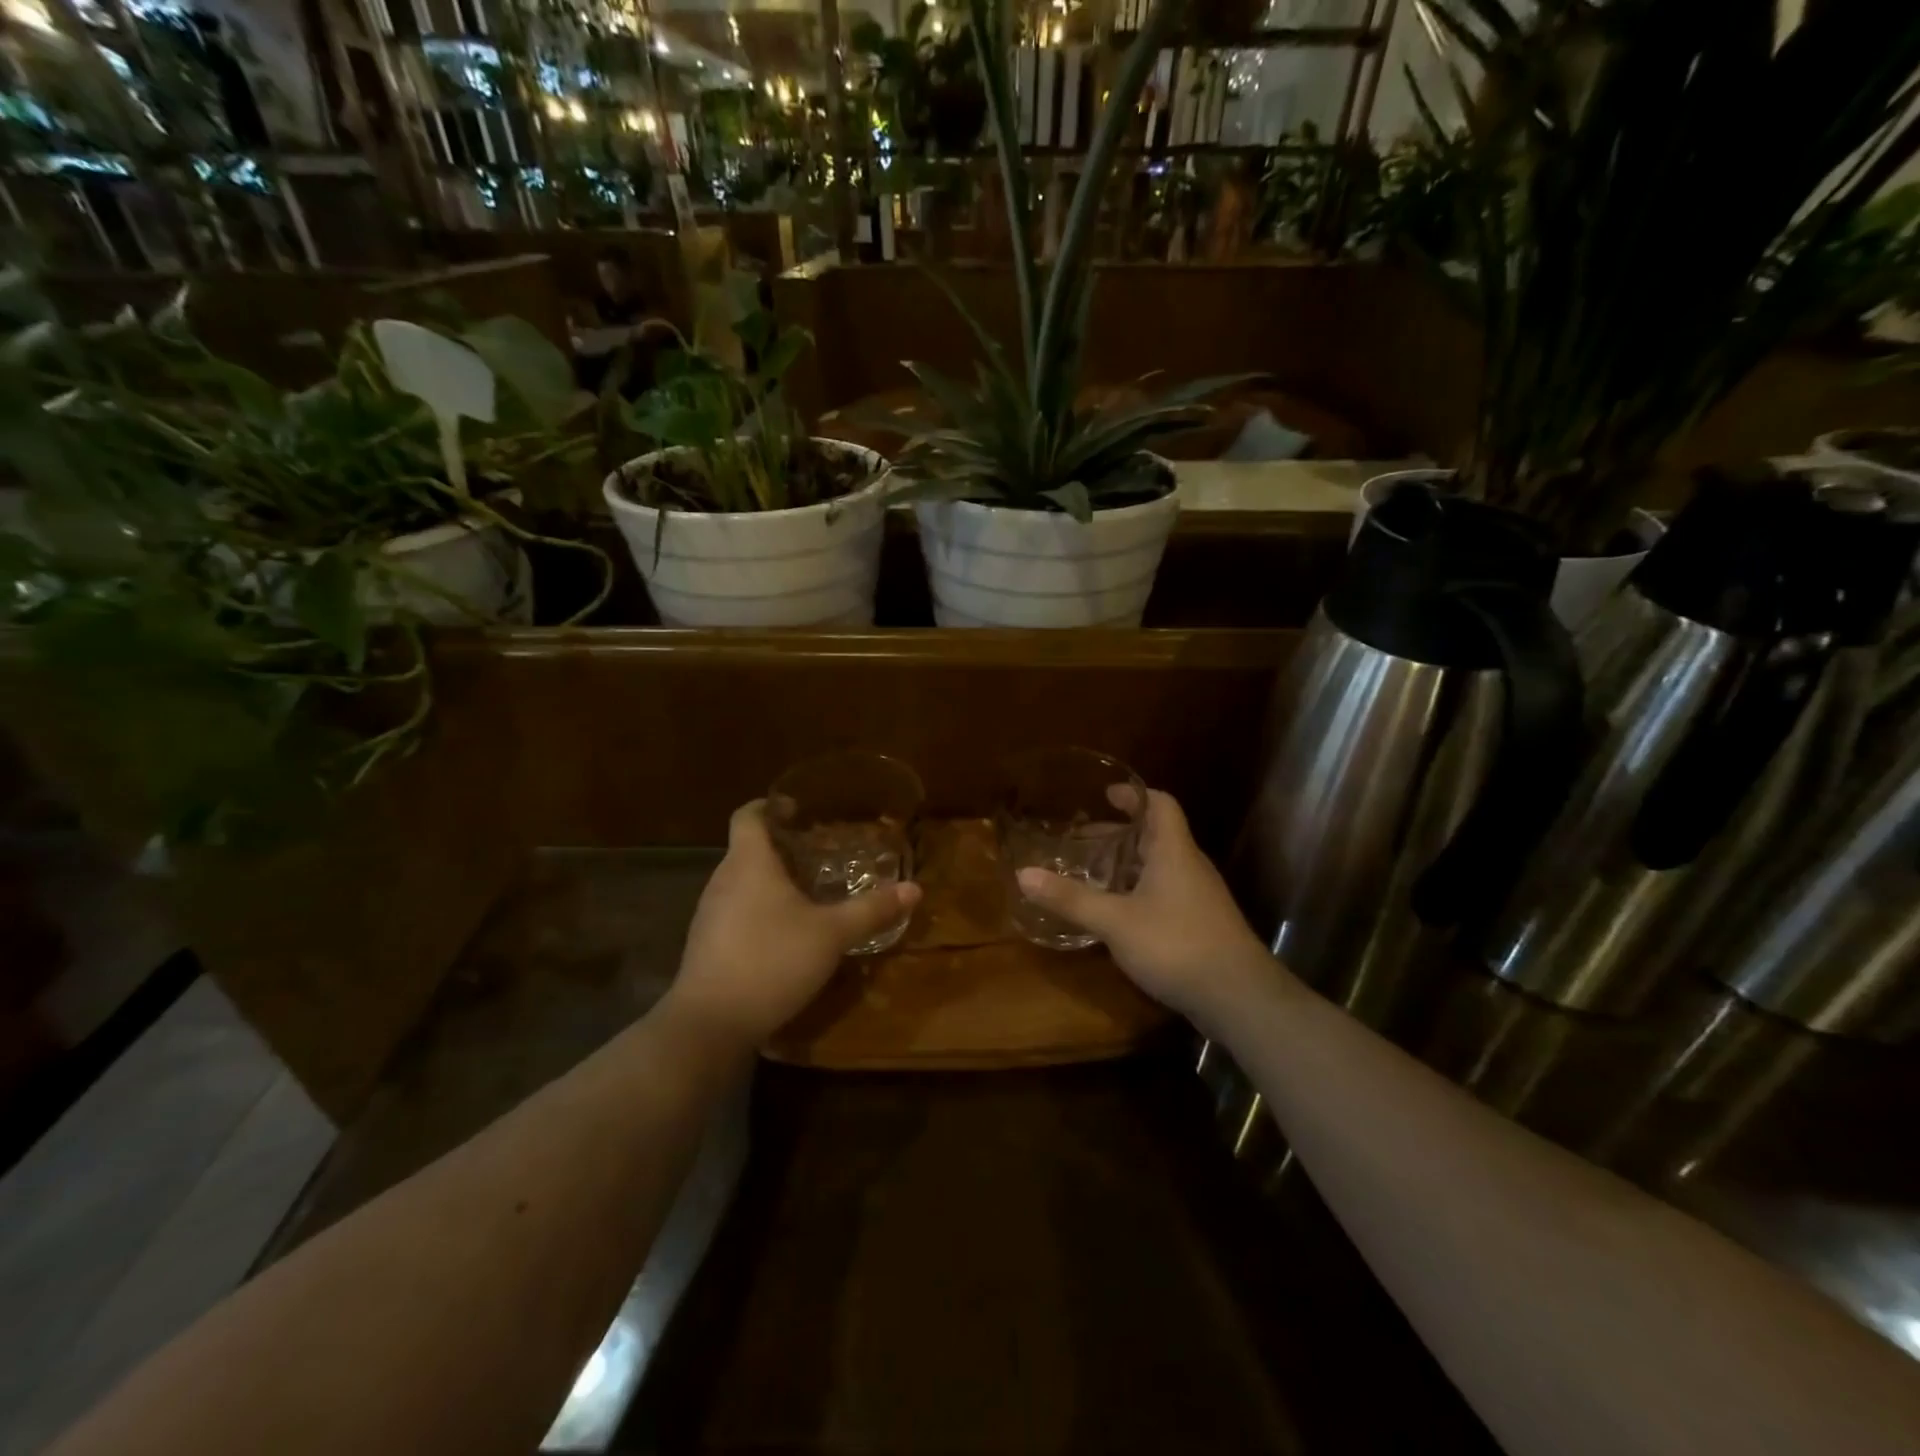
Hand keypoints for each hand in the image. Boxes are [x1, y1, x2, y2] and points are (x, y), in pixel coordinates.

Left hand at [665, 800, 920, 1047]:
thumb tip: (915, 889)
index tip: (798, 809)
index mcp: (748, 863)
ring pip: (742, 883)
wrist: (710, 1025)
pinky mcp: (707, 946)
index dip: (770, 805)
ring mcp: (709, 915)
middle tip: (820, 853)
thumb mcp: (831, 935)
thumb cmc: (771, 961)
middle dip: (782, 847)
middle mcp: (723, 880)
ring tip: (808, 893)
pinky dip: (760, 911)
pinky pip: (736, 913)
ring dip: (771, 882)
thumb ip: (871, 910)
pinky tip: (786, 935)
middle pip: (748, 849)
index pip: (749, 815)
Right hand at [1015, 788, 1278, 1028]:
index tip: (1105, 795)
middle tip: (1082, 841)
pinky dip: (1138, 893)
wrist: (1239, 997)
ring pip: (1160, 868)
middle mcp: (1189, 867)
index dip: (1133, 795)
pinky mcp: (1201, 925)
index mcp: (1174, 852)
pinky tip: (1117, 915)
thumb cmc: (1177, 944)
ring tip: (1092, 875)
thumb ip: (1071, 898)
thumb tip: (1023, 874)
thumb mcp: (1115, 921)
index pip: (1160, 804)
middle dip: (1119, 835)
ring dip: (1128, 866)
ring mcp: (1199, 898)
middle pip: (1156, 836)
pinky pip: (1165, 894)